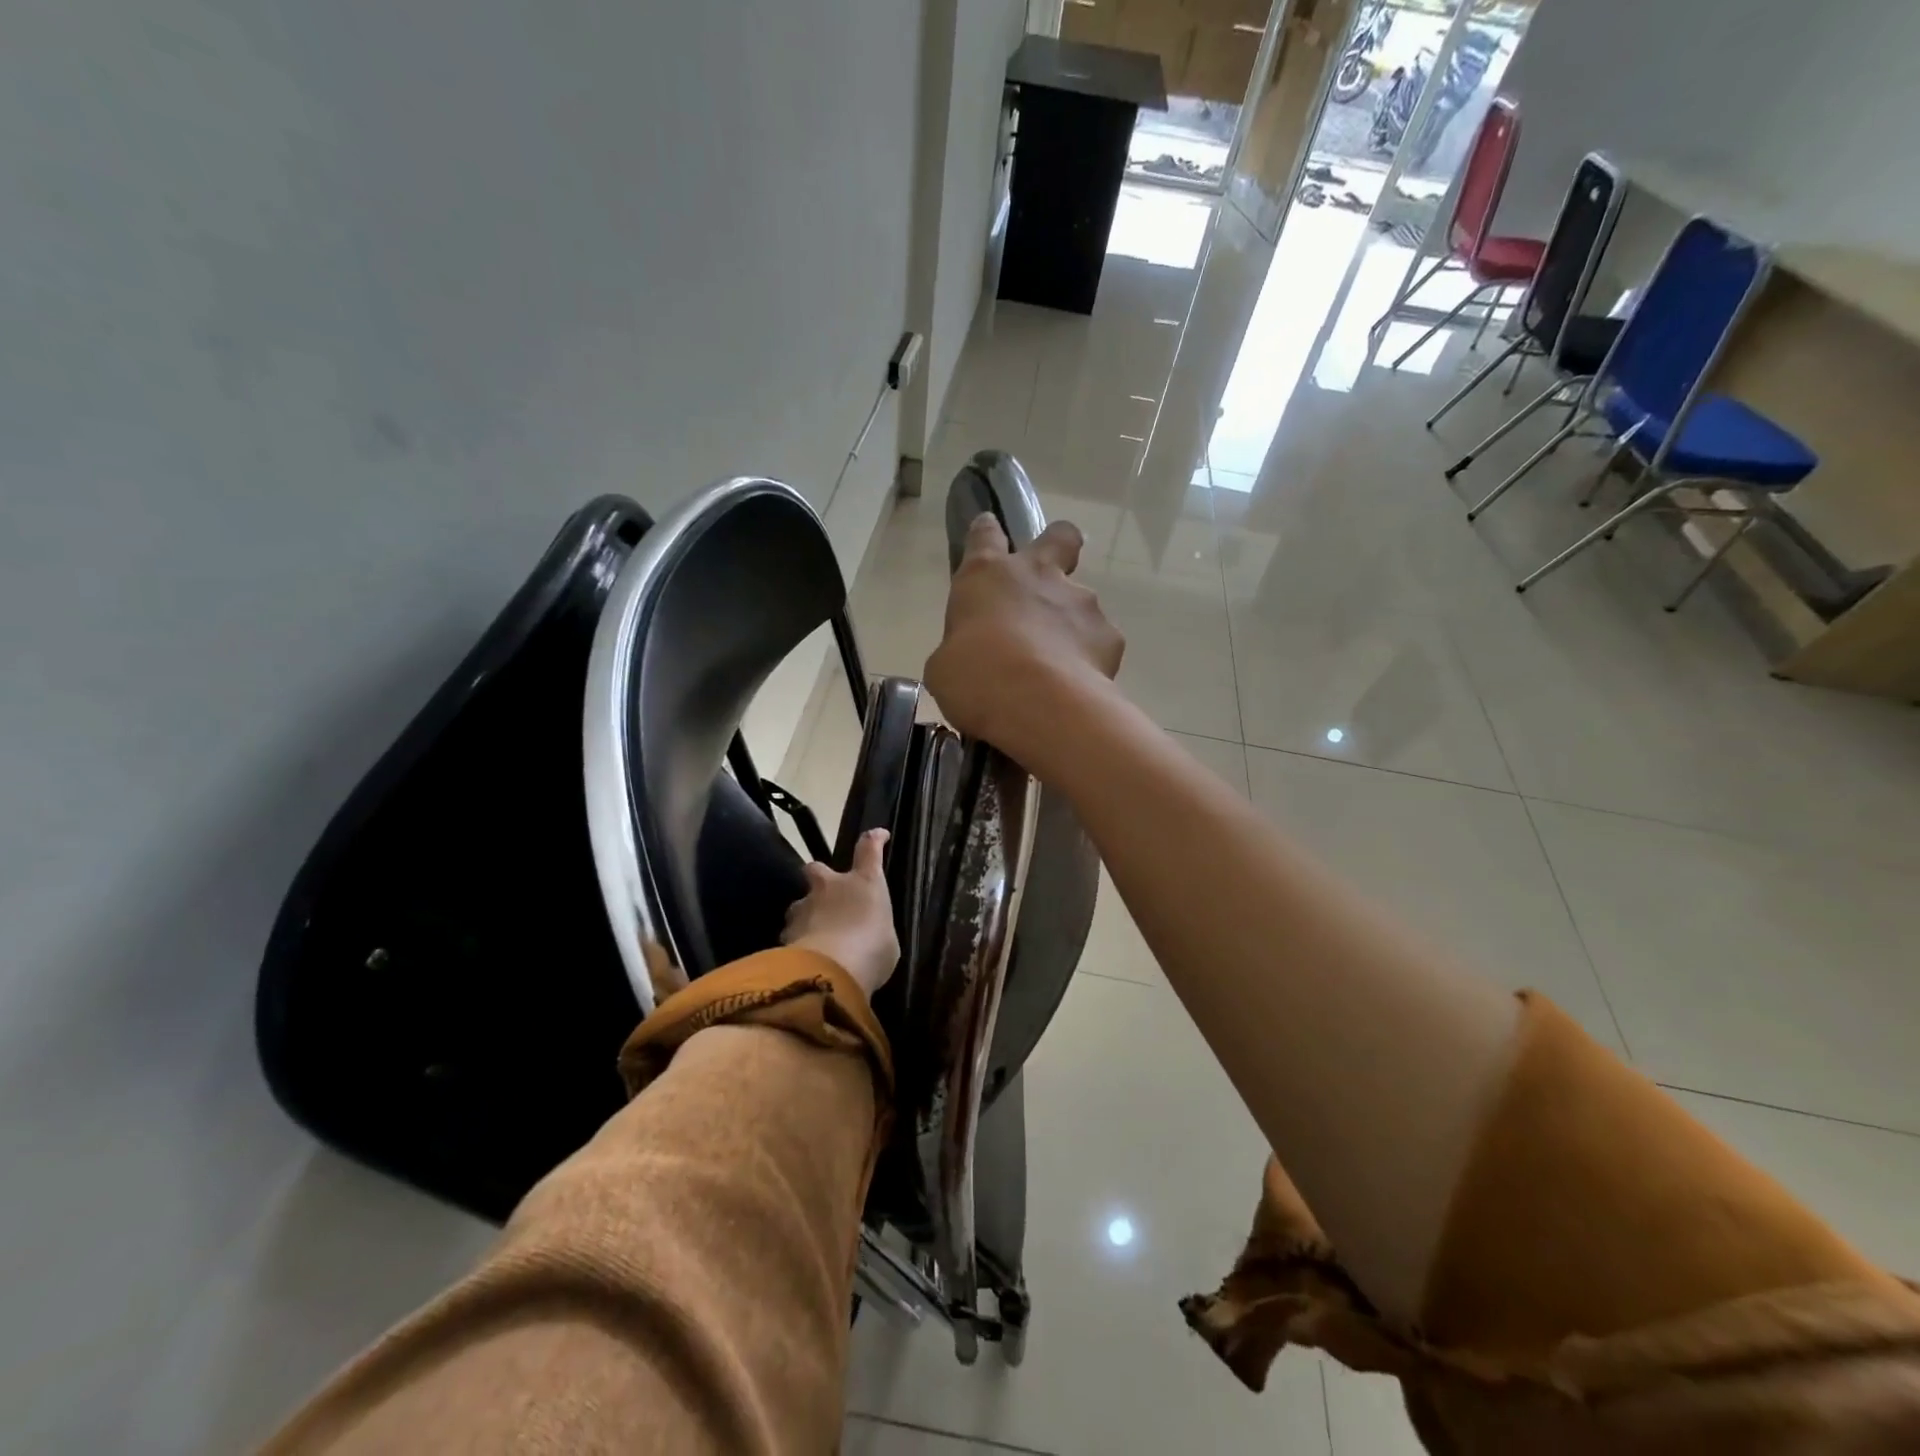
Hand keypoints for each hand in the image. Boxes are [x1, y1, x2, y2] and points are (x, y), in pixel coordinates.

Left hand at [781, 828, 899, 997]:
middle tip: (826, 896)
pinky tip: (803, 960)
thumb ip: (876, 932)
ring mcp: (805, 907)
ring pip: (800, 904)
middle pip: (817, 869)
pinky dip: (797, 943)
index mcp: (864, 882)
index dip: (874, 839)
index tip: (878, 835)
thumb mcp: (887, 943)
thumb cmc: (871, 952)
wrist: (830, 973)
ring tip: (814, 937)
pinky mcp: (786, 932)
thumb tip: (869, 935)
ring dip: (806, 915)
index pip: (869, 849)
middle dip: (819, 878)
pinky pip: (791, 933)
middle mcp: (831, 886)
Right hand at [924, 513, 1123, 763]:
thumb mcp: (946, 666)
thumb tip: (970, 657)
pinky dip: (1090, 659)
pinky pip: (1099, 641)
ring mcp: (1080, 602)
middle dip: (1059, 546)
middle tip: (1051, 573)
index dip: (987, 532)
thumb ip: (962, 649)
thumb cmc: (973, 678)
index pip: (985, 535)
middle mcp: (1038, 576)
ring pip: (1081, 601)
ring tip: (1059, 665)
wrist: (1034, 702)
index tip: (988, 531)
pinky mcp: (1109, 634)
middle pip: (1059, 537)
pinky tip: (1078, 684)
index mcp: (987, 575)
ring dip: (1071, 623)